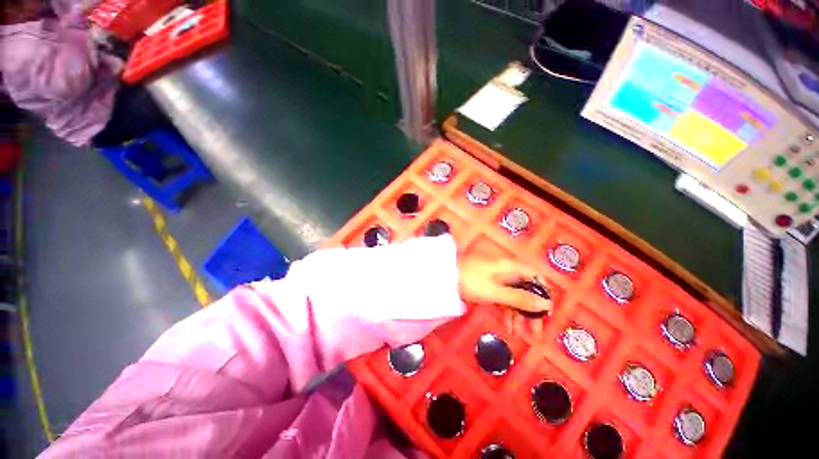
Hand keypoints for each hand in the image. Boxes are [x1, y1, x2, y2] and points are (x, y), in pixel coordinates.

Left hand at [458, 256, 551, 333]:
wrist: (444, 277)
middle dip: (531, 309)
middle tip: (535, 331)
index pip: (534, 276)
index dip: (543, 292)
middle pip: (525, 289)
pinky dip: (506, 311)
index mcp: (510, 267)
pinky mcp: (486, 286)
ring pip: (513, 295)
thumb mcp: (496, 292)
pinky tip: (507, 326)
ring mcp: (495, 279)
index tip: (546, 311)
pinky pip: (501, 298)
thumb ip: (520, 298)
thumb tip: (547, 304)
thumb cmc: (471, 282)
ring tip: (520, 333)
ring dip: (518, 313)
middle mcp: (505, 271)